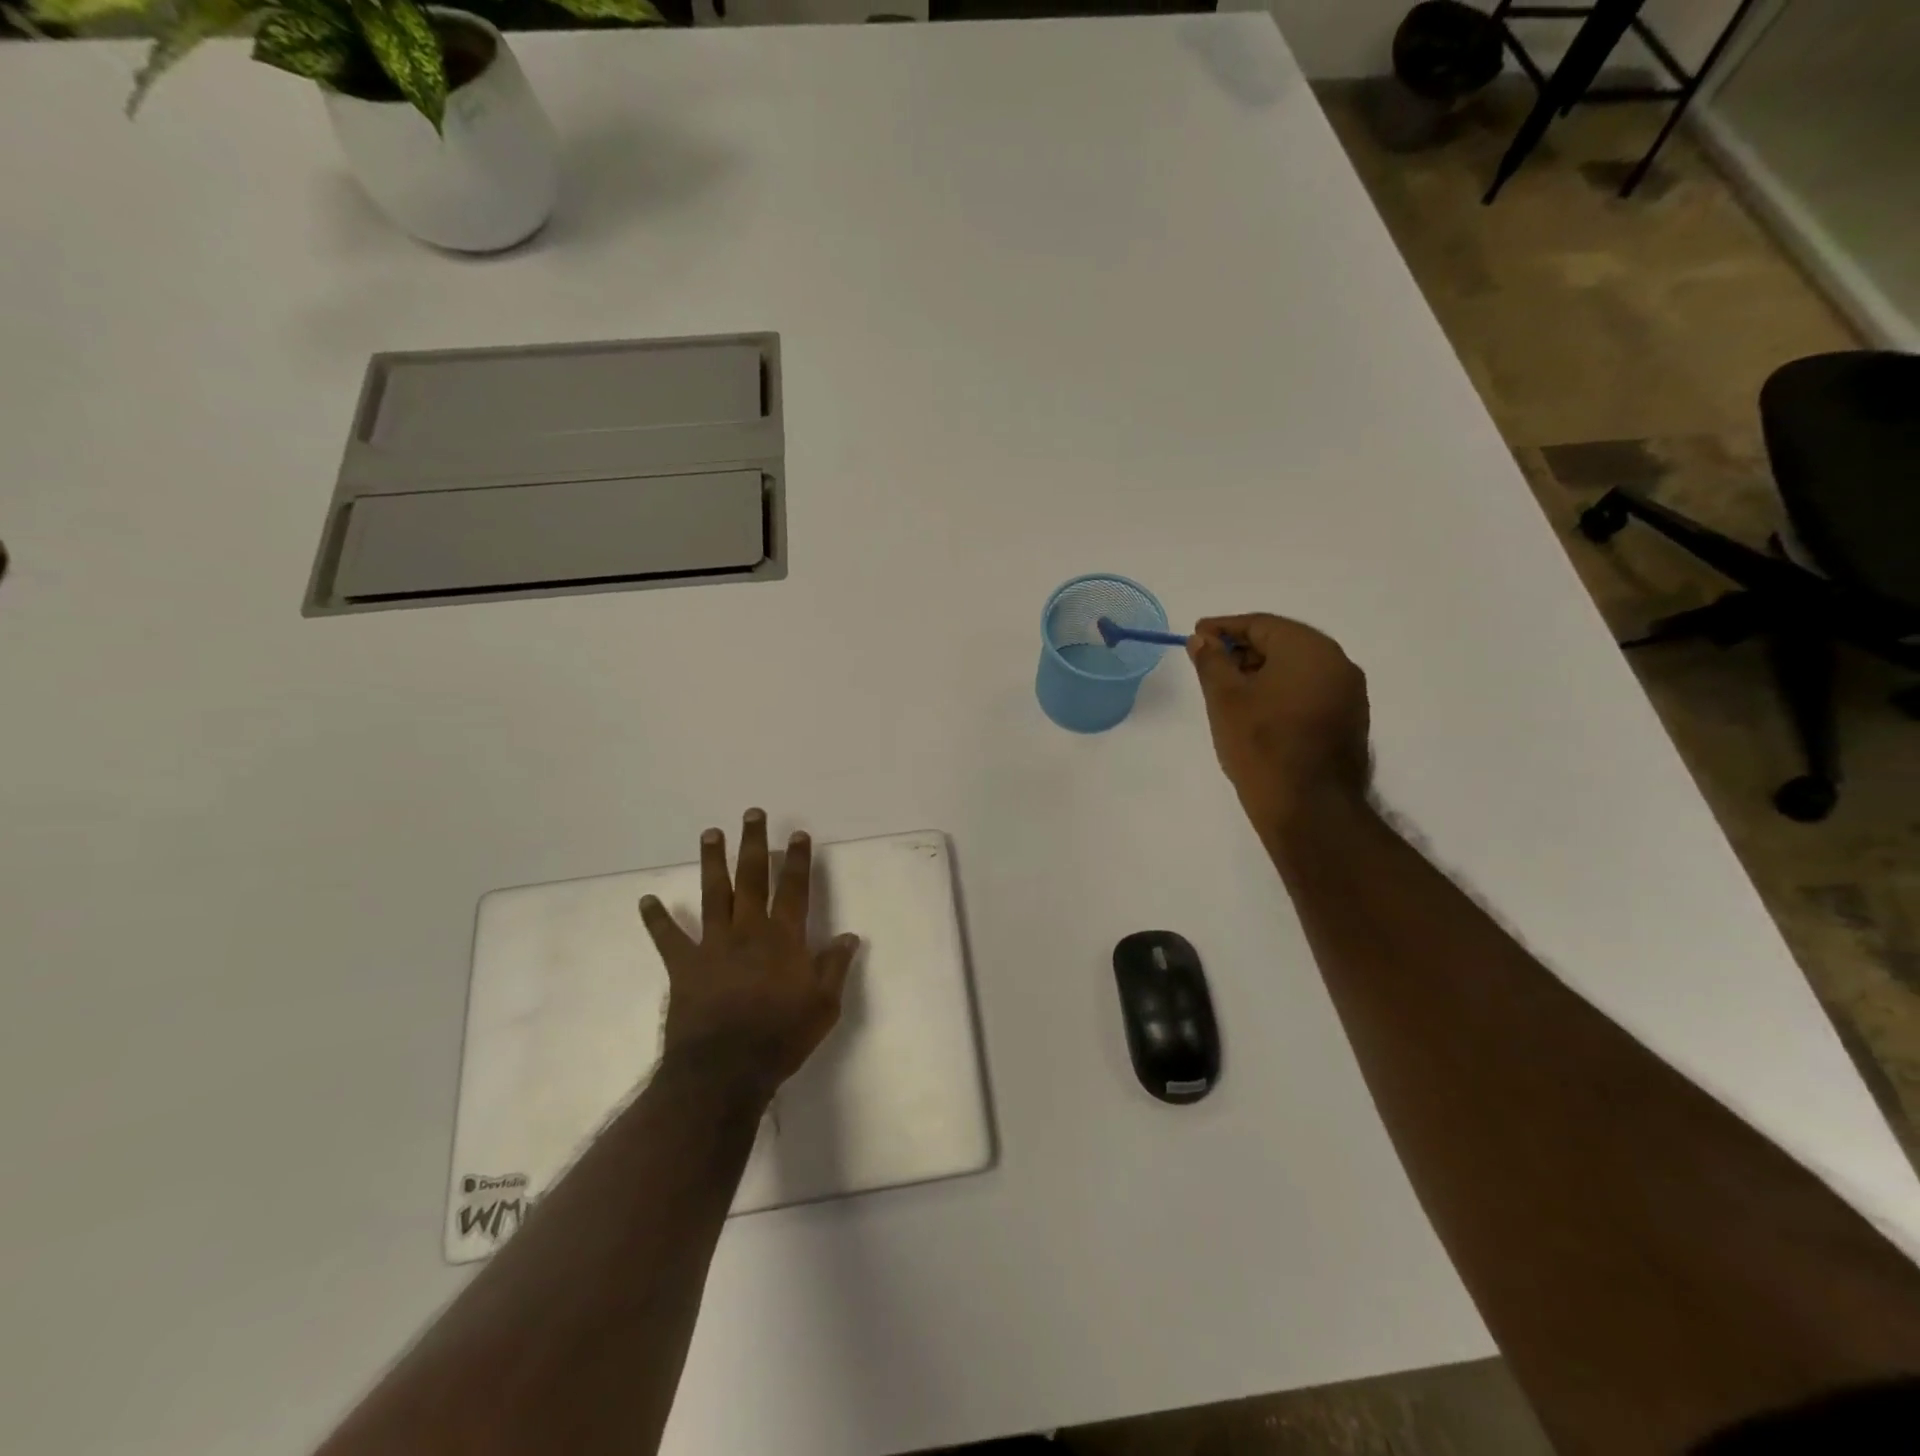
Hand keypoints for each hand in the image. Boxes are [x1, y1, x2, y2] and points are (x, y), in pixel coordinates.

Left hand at [638, 809, 860, 1098]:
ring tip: (711, 833)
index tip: (797, 834)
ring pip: (714, 894)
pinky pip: (668, 938)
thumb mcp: (824, 1006)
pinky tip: (647, 900)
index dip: (797, 860)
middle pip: (752, 878)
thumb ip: (834, 967)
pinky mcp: (684, 966)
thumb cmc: (781, 1037)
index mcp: (783, 938)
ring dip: (713, 862)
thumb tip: (850, 936)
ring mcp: (713, 945)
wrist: (724, 1070)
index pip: (793, 889)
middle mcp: (748, 930)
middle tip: (752, 814)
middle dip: (754, 844)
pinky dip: (657, 919)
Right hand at [1188, 614, 1371, 836]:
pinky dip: (1281, 691)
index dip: (1224, 627)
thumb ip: (1211, 661)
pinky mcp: (1349, 720)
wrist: (1310, 807)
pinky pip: (1309, 690)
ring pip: (1297, 668)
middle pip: (1282, 643)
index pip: (1261, 624)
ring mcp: (1349, 693)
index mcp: (1309, 649)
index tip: (1196, 635)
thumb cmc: (1261, 745)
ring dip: (1262, 671)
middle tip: (1209, 663)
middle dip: (1242, 649)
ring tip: (1228, 689)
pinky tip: (1257, 710)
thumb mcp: (1224, 699)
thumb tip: (1202, 639)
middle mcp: (1337, 662)